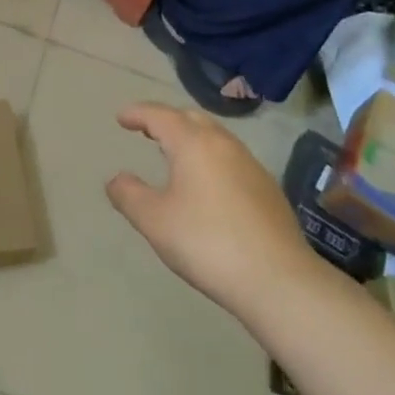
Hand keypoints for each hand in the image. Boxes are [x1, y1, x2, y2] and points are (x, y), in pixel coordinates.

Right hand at [105, 104, 324, 320]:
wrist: (279, 280)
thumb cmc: (207, 243)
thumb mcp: (155, 221)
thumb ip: (129, 195)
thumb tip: (116, 179)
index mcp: (193, 143)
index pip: (160, 115)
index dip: (137, 113)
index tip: (121, 118)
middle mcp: (223, 144)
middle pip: (191, 118)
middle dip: (166, 120)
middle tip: (146, 130)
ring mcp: (250, 165)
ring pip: (215, 136)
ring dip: (191, 137)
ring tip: (174, 153)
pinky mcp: (268, 189)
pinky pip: (231, 158)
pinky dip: (210, 157)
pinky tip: (207, 183)